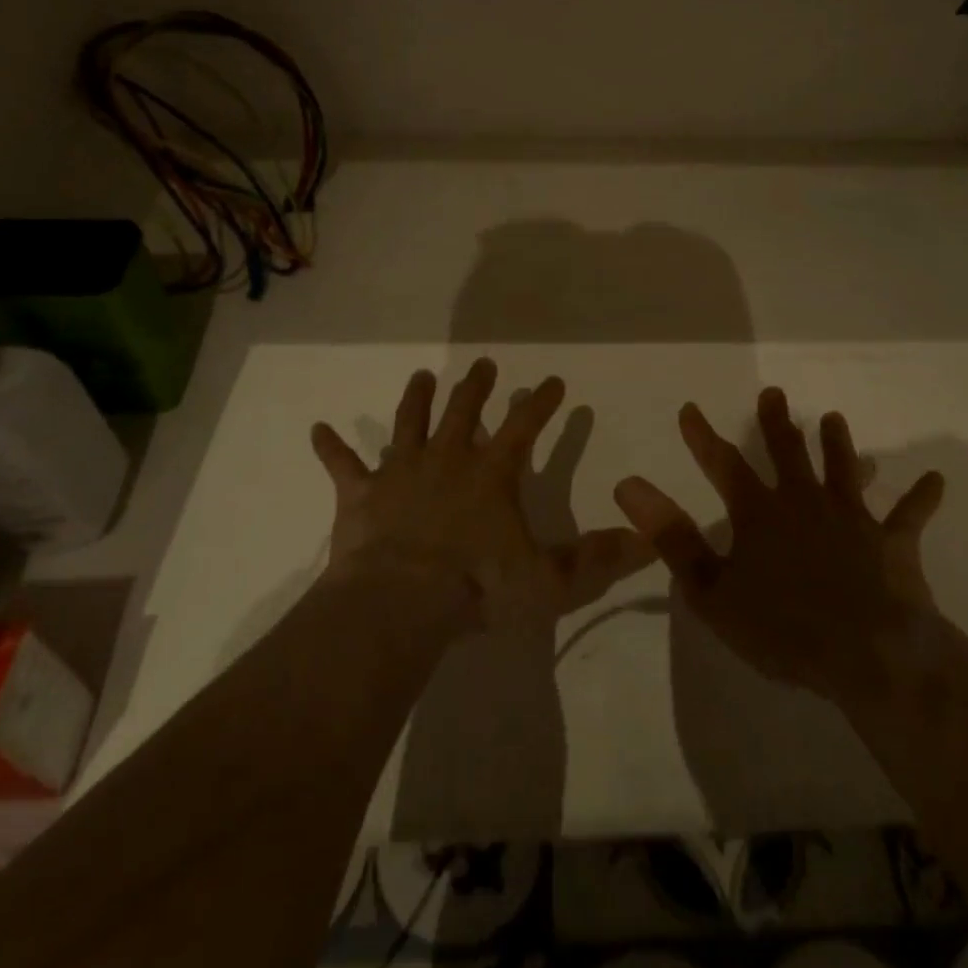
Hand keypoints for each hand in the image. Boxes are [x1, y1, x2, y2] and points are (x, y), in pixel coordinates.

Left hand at [312, 359, 652, 630]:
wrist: (400, 603)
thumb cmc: (478, 588)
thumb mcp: (550, 581)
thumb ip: (598, 560)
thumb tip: (649, 541)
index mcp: (492, 474)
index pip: (526, 426)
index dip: (543, 403)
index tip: (554, 382)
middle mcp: (448, 459)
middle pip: (465, 410)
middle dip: (478, 386)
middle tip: (484, 364)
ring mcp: (401, 471)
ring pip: (410, 422)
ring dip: (417, 398)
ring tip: (421, 376)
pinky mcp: (361, 494)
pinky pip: (342, 465)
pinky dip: (331, 447)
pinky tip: (318, 429)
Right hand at [613, 386, 945, 702]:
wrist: (869, 654)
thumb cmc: (783, 628)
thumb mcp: (712, 589)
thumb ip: (671, 536)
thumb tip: (628, 485)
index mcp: (760, 513)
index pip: (722, 464)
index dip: (702, 436)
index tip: (690, 408)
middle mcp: (804, 502)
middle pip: (787, 452)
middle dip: (775, 422)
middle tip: (773, 393)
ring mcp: (851, 518)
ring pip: (843, 469)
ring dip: (838, 444)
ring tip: (834, 417)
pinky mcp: (891, 542)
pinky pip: (909, 516)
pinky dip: (921, 498)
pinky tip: (936, 480)